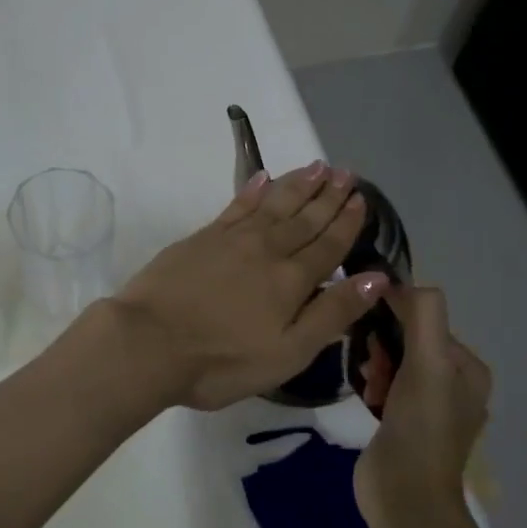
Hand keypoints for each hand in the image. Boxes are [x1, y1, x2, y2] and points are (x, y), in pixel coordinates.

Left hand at [113, 163, 390, 410]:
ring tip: (316, 166)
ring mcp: (231, 240)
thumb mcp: (288, 352)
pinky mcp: (201, 238)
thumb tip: (377, 278)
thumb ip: (332, 314)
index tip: (360, 199)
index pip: (328, 245)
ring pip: (273, 204)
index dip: (346, 222)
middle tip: (345, 172)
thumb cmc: (222, 361)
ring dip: (297, 185)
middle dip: (327, 195)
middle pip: (304, 218)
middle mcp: (266, 250)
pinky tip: (262, 178)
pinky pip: (236, 206)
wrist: (148, 342)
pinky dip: (252, 190)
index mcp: (292, 281)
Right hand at [353, 285, 493, 514]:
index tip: (375, 336)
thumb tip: (397, 283)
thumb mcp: (428, 363)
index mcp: (469, 369)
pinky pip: (385, 385)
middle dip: (384, 347)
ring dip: (376, 366)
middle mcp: (454, 385)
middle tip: (373, 368)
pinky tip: (367, 398)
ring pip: (394, 362)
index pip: (427, 321)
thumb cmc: (420, 427)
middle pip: (409, 341)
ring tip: (370, 386)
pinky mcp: (404, 424)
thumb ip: (423, 315)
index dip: (398, 320)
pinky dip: (373, 385)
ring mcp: (428, 407)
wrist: (405, 497)